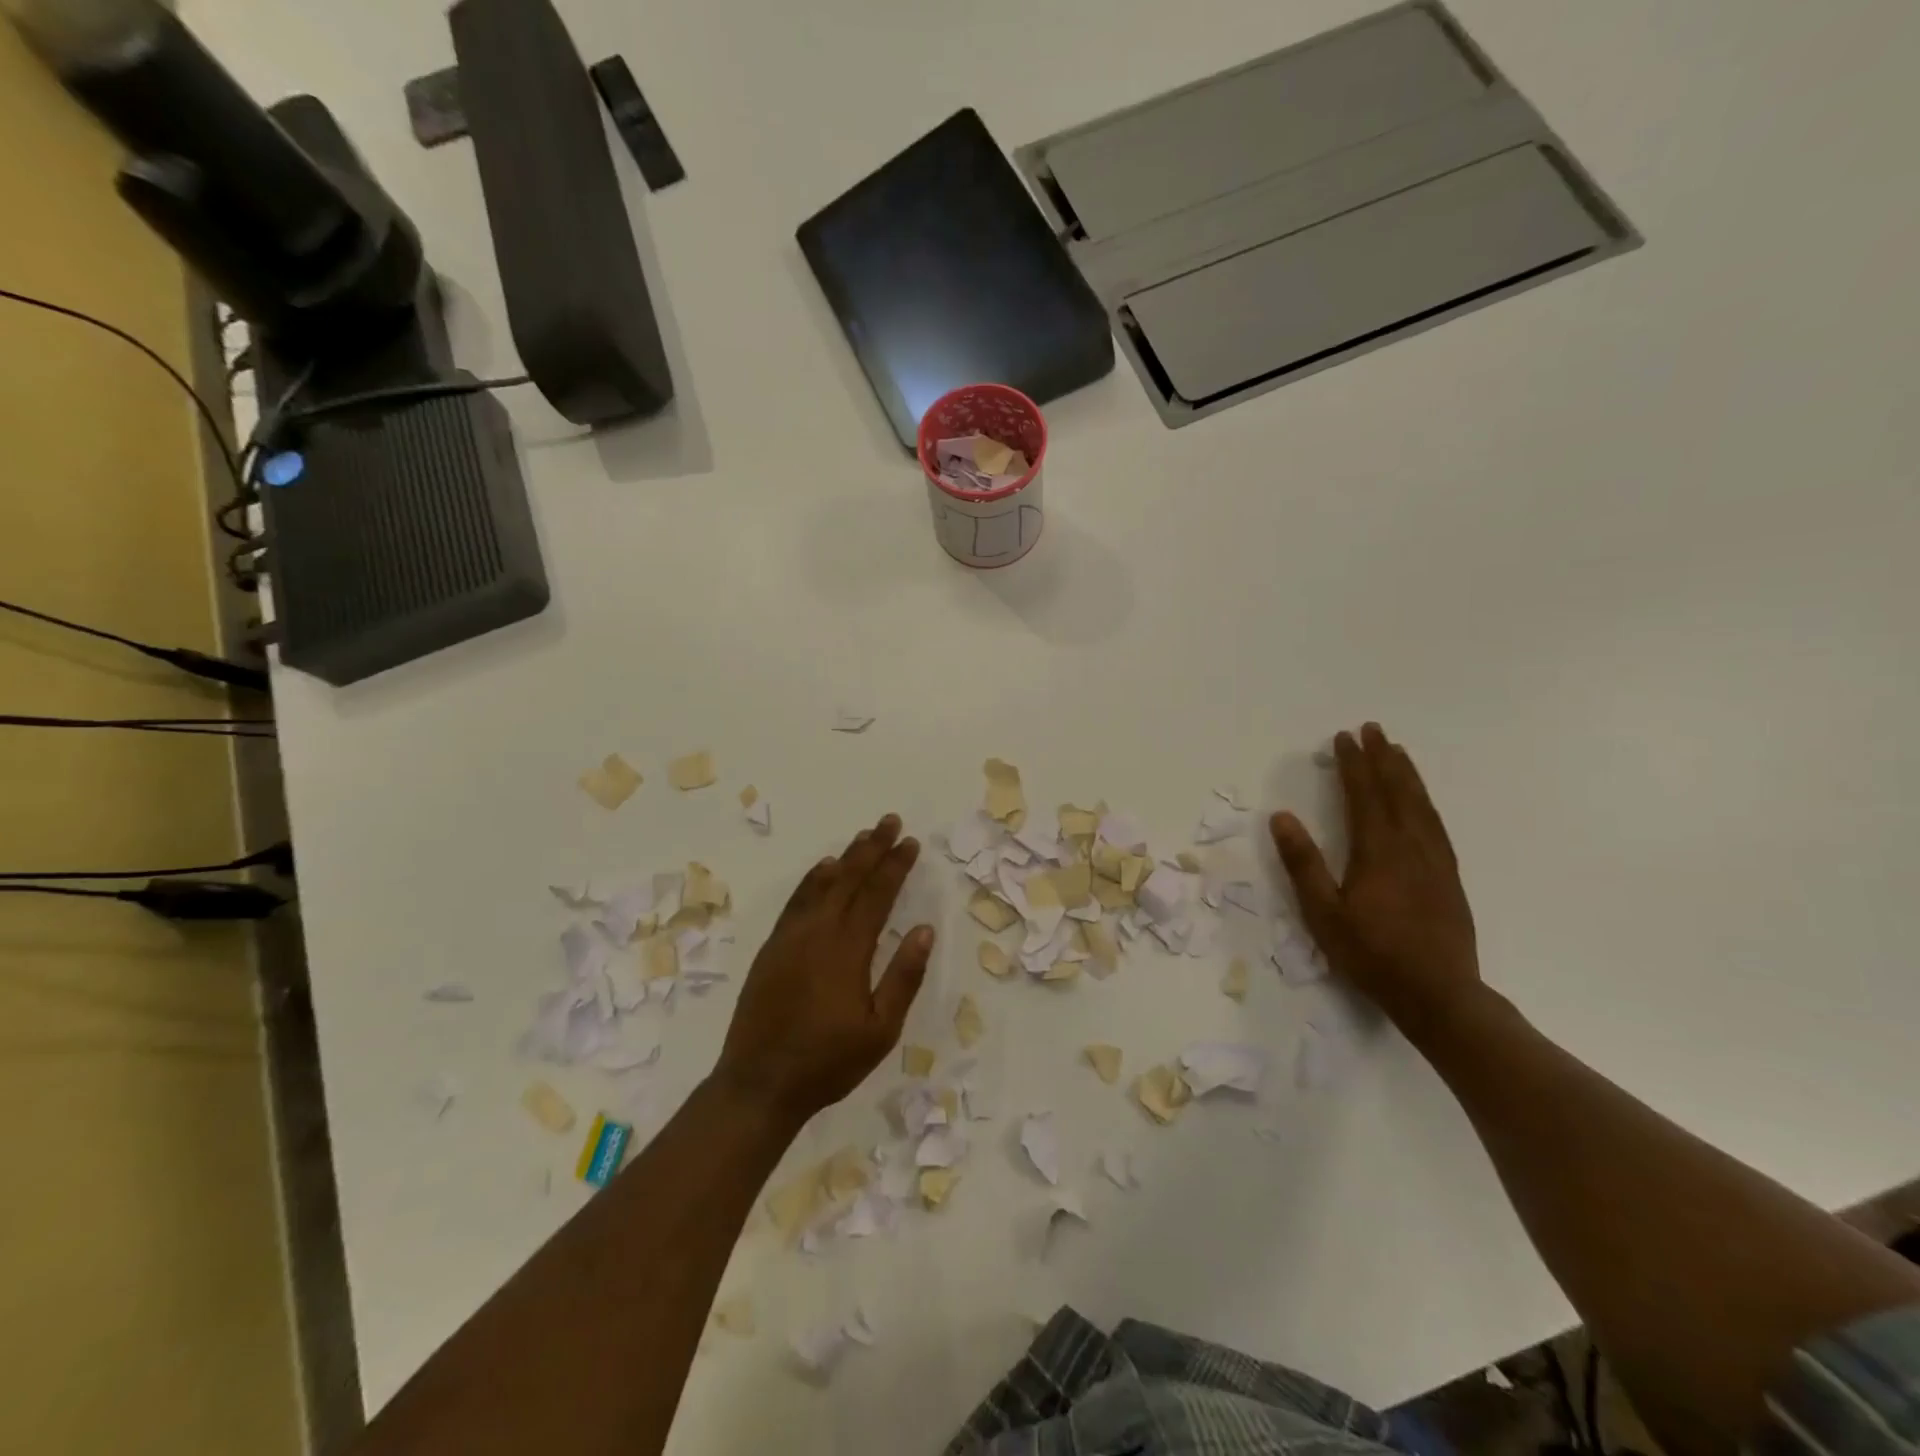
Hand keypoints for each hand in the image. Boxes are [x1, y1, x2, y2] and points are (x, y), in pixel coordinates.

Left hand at [713, 814, 933, 1123]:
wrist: (759, 1083)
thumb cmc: (828, 1062)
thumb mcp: (881, 1029)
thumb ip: (904, 976)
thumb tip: (925, 929)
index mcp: (848, 949)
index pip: (878, 894)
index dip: (896, 865)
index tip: (911, 843)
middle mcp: (818, 932)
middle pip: (850, 878)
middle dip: (872, 847)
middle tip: (890, 822)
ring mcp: (791, 937)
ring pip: (822, 883)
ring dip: (845, 858)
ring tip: (863, 837)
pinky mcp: (772, 947)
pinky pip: (796, 900)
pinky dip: (812, 879)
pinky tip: (823, 869)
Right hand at [1270, 723, 1479, 1038]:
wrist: (1439, 994)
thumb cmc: (1372, 954)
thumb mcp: (1323, 913)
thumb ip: (1304, 863)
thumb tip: (1282, 817)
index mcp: (1378, 851)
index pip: (1363, 795)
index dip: (1353, 764)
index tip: (1343, 737)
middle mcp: (1411, 847)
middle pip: (1397, 791)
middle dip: (1382, 758)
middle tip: (1373, 729)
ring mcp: (1436, 861)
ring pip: (1421, 805)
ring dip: (1407, 774)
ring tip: (1398, 751)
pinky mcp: (1450, 878)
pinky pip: (1437, 825)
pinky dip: (1425, 802)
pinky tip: (1421, 802)